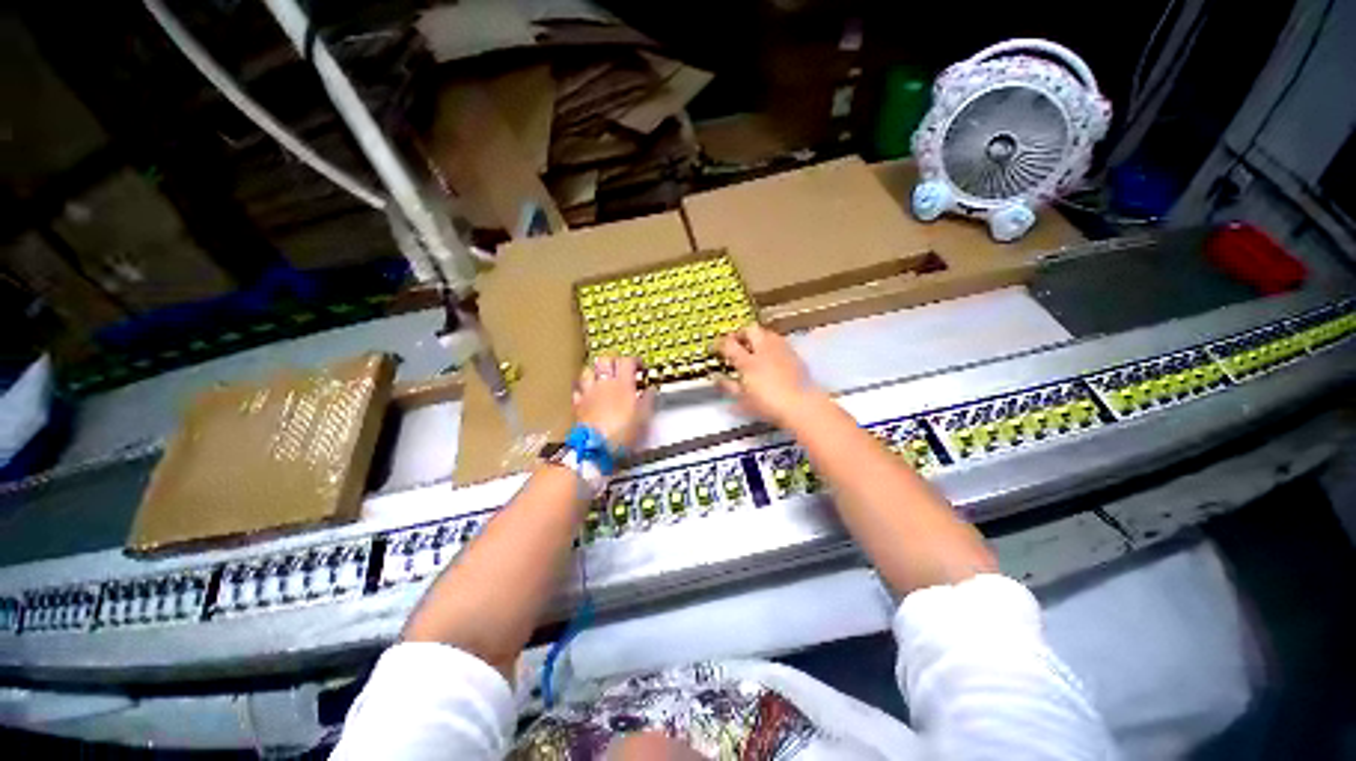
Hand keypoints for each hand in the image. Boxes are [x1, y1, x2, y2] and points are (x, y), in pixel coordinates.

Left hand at [573, 356, 654, 450]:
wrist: (597, 447)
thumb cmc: (622, 433)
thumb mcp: (643, 417)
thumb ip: (647, 400)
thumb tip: (650, 390)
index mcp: (622, 383)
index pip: (627, 361)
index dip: (635, 361)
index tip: (639, 367)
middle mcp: (603, 384)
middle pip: (605, 360)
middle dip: (613, 361)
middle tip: (620, 368)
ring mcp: (588, 393)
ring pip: (588, 371)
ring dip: (595, 371)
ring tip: (601, 377)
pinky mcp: (578, 405)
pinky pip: (578, 390)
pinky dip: (583, 389)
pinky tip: (587, 393)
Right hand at [715, 325, 823, 426]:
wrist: (802, 405)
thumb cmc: (770, 406)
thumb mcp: (744, 401)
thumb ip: (729, 386)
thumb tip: (718, 378)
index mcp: (748, 362)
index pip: (729, 344)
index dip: (720, 344)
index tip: (716, 348)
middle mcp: (764, 350)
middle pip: (749, 329)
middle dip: (740, 334)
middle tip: (735, 343)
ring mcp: (781, 349)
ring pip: (766, 332)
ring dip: (757, 336)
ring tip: (753, 347)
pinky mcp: (794, 353)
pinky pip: (778, 340)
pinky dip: (770, 343)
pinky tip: (770, 355)